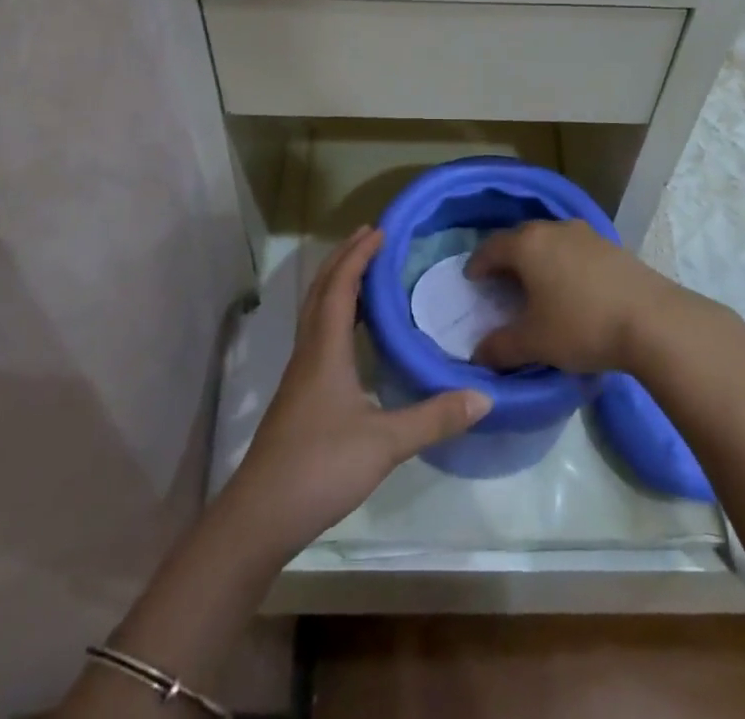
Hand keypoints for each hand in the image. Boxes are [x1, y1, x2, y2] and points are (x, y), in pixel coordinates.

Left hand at [224, 227, 490, 558]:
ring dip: (335, 283)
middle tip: (369, 236)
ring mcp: (299, 375)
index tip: (380, 230)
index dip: (358, 255)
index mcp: (325, 349)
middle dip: (343, 258)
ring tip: (362, 272)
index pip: (340, 286)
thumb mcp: (385, 443)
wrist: (260, 515)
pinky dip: (333, 313)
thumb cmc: (321, 466)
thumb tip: (483, 396)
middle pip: (320, 290)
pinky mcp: (298, 396)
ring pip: (314, 312)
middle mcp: (308, 352)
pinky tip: (350, 335)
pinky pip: (316, 334)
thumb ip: (434, 417)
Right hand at [465, 219, 695, 372]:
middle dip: (507, 258)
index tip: (471, 279)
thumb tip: (477, 355)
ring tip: (536, 284)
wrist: (653, 321)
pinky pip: (574, 249)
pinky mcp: (611, 245)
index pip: (491, 247)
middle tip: (500, 282)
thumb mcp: (534, 343)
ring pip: (550, 240)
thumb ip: (500, 347)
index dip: (477, 264)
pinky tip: (571, 286)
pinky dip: (563, 262)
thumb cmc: (581, 326)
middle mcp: (554, 229)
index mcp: (528, 245)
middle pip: (520, 238)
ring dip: (538, 258)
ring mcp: (585, 234)